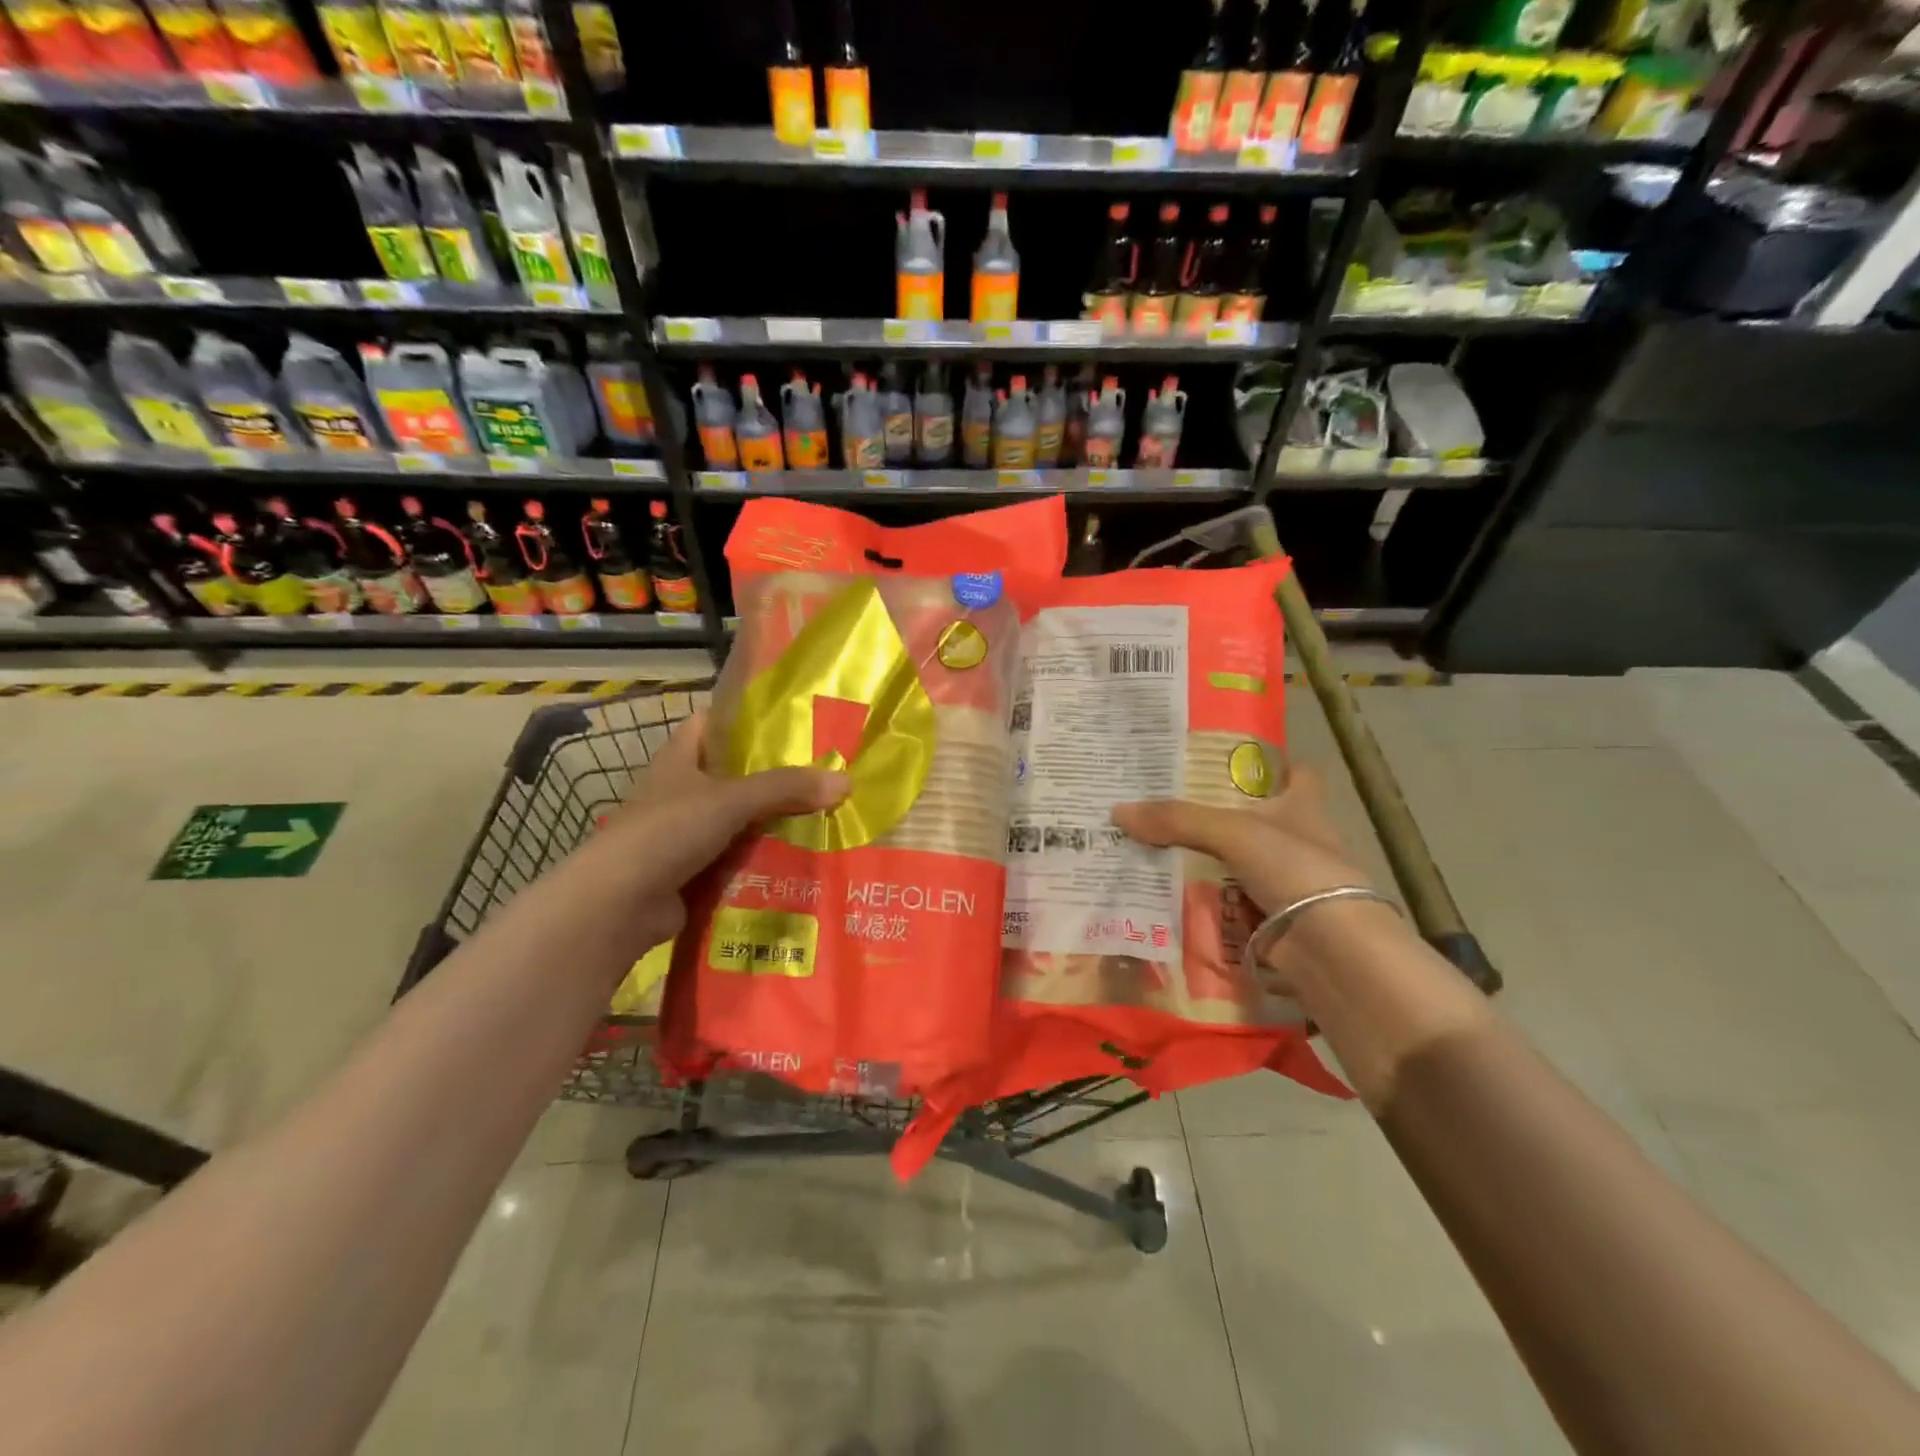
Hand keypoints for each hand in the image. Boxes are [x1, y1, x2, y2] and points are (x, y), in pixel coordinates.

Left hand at [594, 710, 848, 950]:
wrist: (617, 905)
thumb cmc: (667, 831)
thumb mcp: (731, 799)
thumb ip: (786, 787)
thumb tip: (846, 781)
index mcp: (679, 758)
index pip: (712, 723)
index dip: (747, 718)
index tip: (792, 722)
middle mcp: (680, 791)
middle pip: (734, 775)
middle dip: (775, 777)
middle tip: (824, 775)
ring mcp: (684, 834)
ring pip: (739, 820)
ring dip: (772, 822)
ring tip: (824, 817)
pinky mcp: (691, 871)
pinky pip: (736, 858)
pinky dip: (761, 859)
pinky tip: (799, 860)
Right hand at [1112, 763, 1370, 917]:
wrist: (1330, 947)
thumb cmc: (1294, 868)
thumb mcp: (1232, 831)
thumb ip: (1177, 819)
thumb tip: (1118, 811)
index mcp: (1303, 806)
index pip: (1296, 773)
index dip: (1270, 763)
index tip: (1229, 760)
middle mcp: (1299, 839)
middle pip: (1256, 818)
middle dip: (1217, 814)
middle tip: (1166, 805)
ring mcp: (1288, 881)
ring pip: (1239, 862)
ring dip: (1206, 859)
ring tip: (1154, 847)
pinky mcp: (1274, 917)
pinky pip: (1230, 901)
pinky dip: (1205, 899)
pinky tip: (1169, 892)